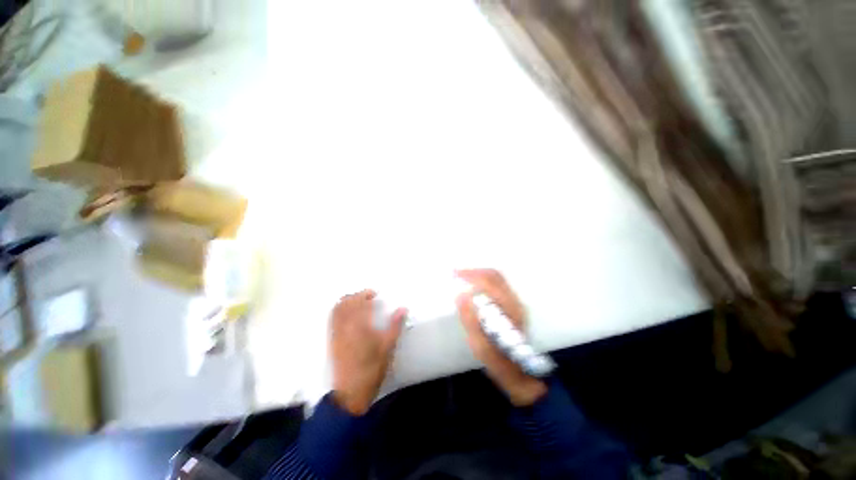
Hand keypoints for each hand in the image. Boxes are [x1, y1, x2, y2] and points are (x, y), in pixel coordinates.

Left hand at [331, 290, 406, 414]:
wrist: (351, 393)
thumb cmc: (372, 368)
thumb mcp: (388, 346)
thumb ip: (395, 325)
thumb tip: (403, 308)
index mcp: (359, 325)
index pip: (359, 302)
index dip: (366, 294)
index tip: (374, 294)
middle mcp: (344, 326)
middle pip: (345, 303)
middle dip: (356, 296)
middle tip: (367, 297)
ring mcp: (336, 333)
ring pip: (337, 310)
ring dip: (346, 302)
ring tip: (358, 304)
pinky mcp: (332, 341)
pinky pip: (332, 319)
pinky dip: (339, 311)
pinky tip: (348, 316)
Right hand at [456, 269, 546, 406]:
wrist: (521, 374)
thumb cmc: (500, 362)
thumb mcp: (482, 347)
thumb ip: (471, 321)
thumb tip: (460, 295)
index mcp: (510, 310)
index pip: (490, 282)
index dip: (471, 274)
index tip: (454, 274)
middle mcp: (515, 302)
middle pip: (494, 275)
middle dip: (473, 272)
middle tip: (455, 274)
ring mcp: (516, 303)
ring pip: (496, 278)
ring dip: (478, 275)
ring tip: (461, 278)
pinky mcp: (512, 306)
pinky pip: (496, 285)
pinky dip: (482, 281)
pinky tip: (472, 287)